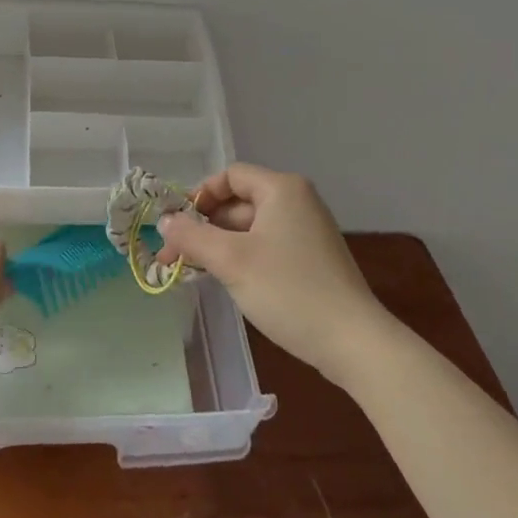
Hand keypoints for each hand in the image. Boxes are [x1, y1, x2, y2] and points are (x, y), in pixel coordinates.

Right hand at [155, 164, 390, 387]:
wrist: (352, 341)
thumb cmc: (288, 290)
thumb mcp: (231, 260)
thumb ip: (192, 236)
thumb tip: (164, 222)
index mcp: (282, 189)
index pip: (230, 176)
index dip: (199, 195)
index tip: (176, 224)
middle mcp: (297, 202)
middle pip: (239, 202)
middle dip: (204, 226)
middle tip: (173, 255)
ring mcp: (307, 231)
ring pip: (250, 228)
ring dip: (219, 245)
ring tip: (192, 271)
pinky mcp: (311, 259)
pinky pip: (266, 246)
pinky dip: (242, 257)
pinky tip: (225, 280)